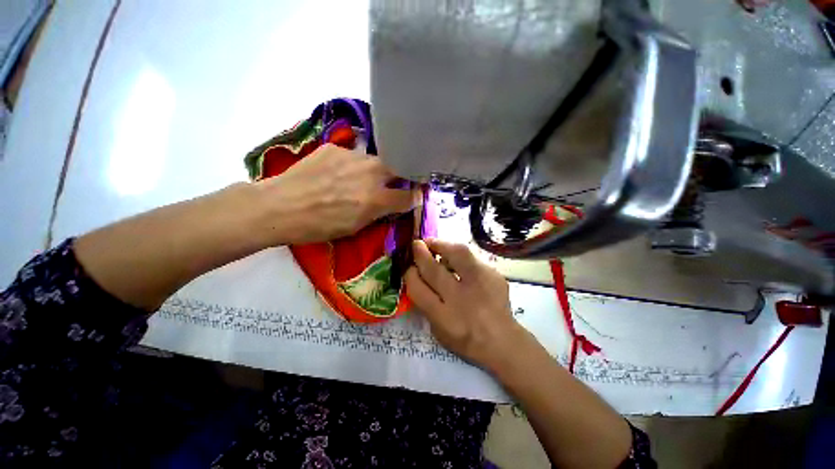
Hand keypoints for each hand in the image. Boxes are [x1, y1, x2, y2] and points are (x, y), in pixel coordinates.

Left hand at [256, 144, 417, 244]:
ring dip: (377, 169)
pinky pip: (354, 155)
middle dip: (403, 174)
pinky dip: (353, 165)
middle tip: (397, 181)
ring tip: (363, 178)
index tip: (416, 196)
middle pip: (400, 167)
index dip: (415, 197)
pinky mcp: (335, 148)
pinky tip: (339, 173)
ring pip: (377, 160)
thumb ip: (378, 213)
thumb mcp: (354, 228)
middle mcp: (370, 173)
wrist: (279, 206)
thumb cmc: (318, 226)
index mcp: (375, 199)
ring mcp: (353, 157)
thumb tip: (392, 204)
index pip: (409, 196)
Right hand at [405, 239, 531, 369]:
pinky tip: (454, 256)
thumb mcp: (438, 329)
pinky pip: (471, 257)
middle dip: (421, 254)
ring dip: (441, 245)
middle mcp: (461, 299)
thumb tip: (417, 276)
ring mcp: (480, 284)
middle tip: (416, 245)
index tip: (408, 266)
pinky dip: (459, 254)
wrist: (502, 341)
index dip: (409, 273)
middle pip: (435, 270)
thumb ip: (425, 303)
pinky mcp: (494, 275)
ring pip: (457, 254)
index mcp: (444, 317)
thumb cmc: (465, 339)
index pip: (418, 289)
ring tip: (433, 243)